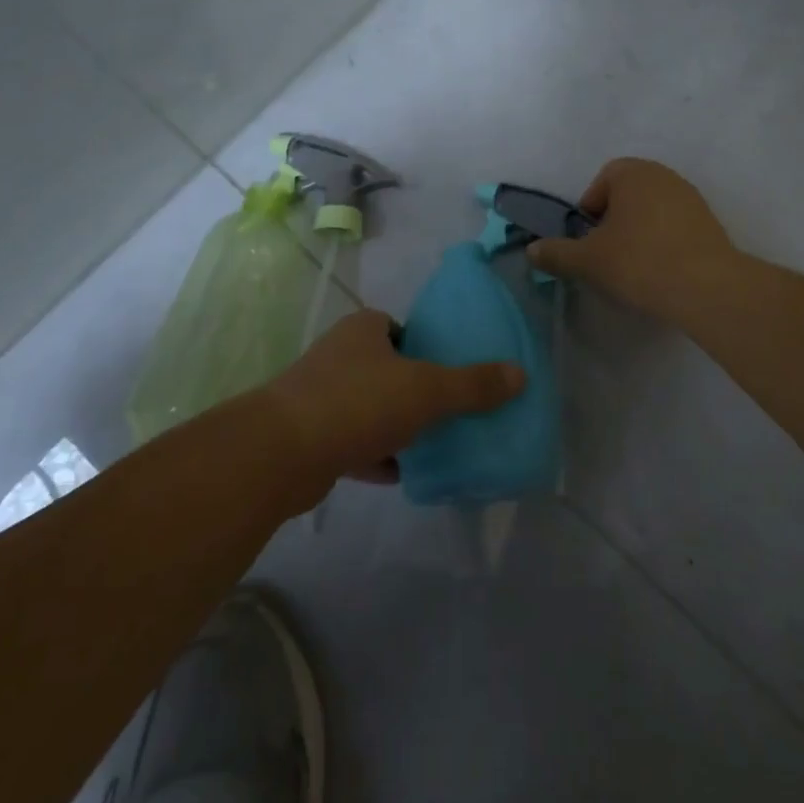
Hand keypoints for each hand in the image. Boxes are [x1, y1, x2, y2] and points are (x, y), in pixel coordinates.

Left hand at [259, 308, 523, 507]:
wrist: (282, 453)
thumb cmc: (358, 402)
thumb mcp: (427, 389)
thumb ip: (473, 384)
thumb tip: (521, 374)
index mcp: (364, 329)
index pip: (400, 328)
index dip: (425, 346)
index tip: (449, 371)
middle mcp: (339, 355)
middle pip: (387, 369)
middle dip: (414, 390)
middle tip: (448, 411)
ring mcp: (321, 396)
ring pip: (371, 407)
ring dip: (397, 425)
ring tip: (434, 444)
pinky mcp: (311, 437)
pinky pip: (354, 442)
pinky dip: (377, 455)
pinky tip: (403, 474)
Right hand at [527, 157, 737, 325]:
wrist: (707, 288)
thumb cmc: (639, 262)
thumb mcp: (587, 261)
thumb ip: (556, 253)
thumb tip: (532, 250)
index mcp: (633, 173)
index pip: (601, 183)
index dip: (589, 213)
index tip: (589, 242)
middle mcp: (664, 176)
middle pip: (627, 196)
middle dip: (613, 223)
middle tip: (607, 256)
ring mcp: (691, 198)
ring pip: (652, 212)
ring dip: (639, 234)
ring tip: (634, 268)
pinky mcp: (711, 224)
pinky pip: (675, 228)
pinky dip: (663, 244)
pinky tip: (661, 272)